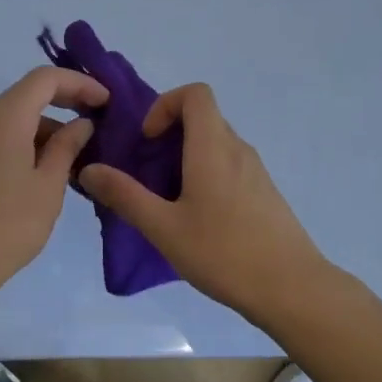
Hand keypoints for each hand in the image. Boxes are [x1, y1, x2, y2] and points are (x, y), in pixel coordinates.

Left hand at [0, 67, 107, 305]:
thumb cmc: (5, 226)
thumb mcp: (48, 187)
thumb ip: (67, 148)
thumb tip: (82, 123)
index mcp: (5, 119)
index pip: (45, 78)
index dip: (80, 83)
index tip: (107, 102)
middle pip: (29, 94)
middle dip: (67, 101)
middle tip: (99, 121)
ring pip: (17, 118)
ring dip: (50, 128)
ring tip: (80, 157)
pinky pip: (3, 138)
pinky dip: (30, 144)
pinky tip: (49, 173)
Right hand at [78, 82, 330, 320]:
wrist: (293, 288)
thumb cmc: (224, 253)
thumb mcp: (164, 228)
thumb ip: (125, 196)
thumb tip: (88, 169)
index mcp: (213, 147)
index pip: (195, 94)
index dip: (166, 105)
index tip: (148, 141)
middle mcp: (238, 149)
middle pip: (203, 118)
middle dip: (170, 135)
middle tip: (148, 174)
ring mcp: (256, 171)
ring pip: (216, 144)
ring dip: (187, 158)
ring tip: (168, 200)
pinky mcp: (265, 193)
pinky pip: (230, 166)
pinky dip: (207, 174)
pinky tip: (198, 219)